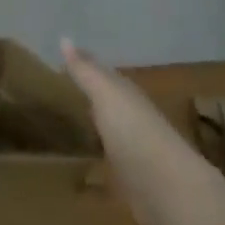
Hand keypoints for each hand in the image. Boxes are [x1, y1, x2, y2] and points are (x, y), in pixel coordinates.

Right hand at [62, 39, 224, 224]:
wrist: (167, 187)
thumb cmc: (134, 131)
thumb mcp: (106, 94)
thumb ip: (86, 71)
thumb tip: (64, 37)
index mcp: (127, 95)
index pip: (105, 76)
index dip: (86, 68)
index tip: (62, 61)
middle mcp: (131, 120)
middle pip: (107, 106)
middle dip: (89, 100)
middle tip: (57, 96)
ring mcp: (132, 154)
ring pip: (108, 137)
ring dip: (93, 135)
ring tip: (64, 135)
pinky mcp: (130, 186)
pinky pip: (107, 175)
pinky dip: (94, 177)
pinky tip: (78, 182)